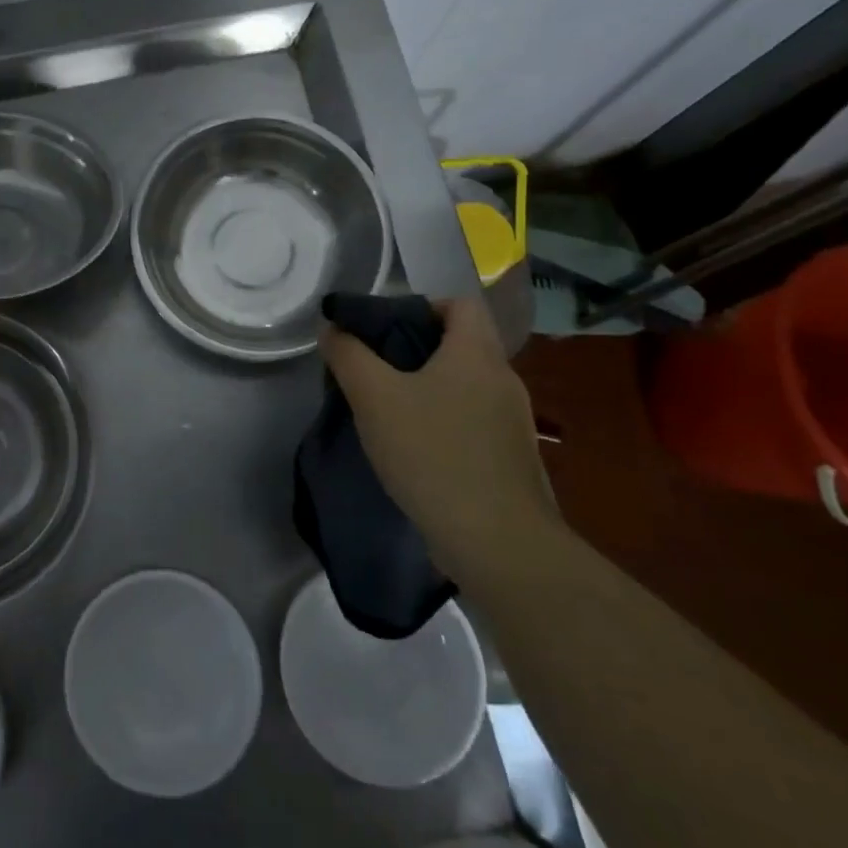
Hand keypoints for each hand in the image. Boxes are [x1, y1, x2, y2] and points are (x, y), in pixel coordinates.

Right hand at [320, 297, 558, 581]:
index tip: (385, 330)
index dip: (421, 306)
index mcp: (477, 354)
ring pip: (465, 387)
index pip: (460, 304)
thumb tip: (334, 330)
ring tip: (388, 412)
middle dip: (415, 350)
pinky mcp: (511, 461)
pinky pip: (472, 423)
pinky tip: (415, 450)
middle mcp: (503, 380)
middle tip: (374, 370)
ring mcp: (512, 423)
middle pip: (460, 344)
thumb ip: (348, 356)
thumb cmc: (433, 453)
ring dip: (428, 390)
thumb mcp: (374, 398)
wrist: (498, 544)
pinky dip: (444, 424)